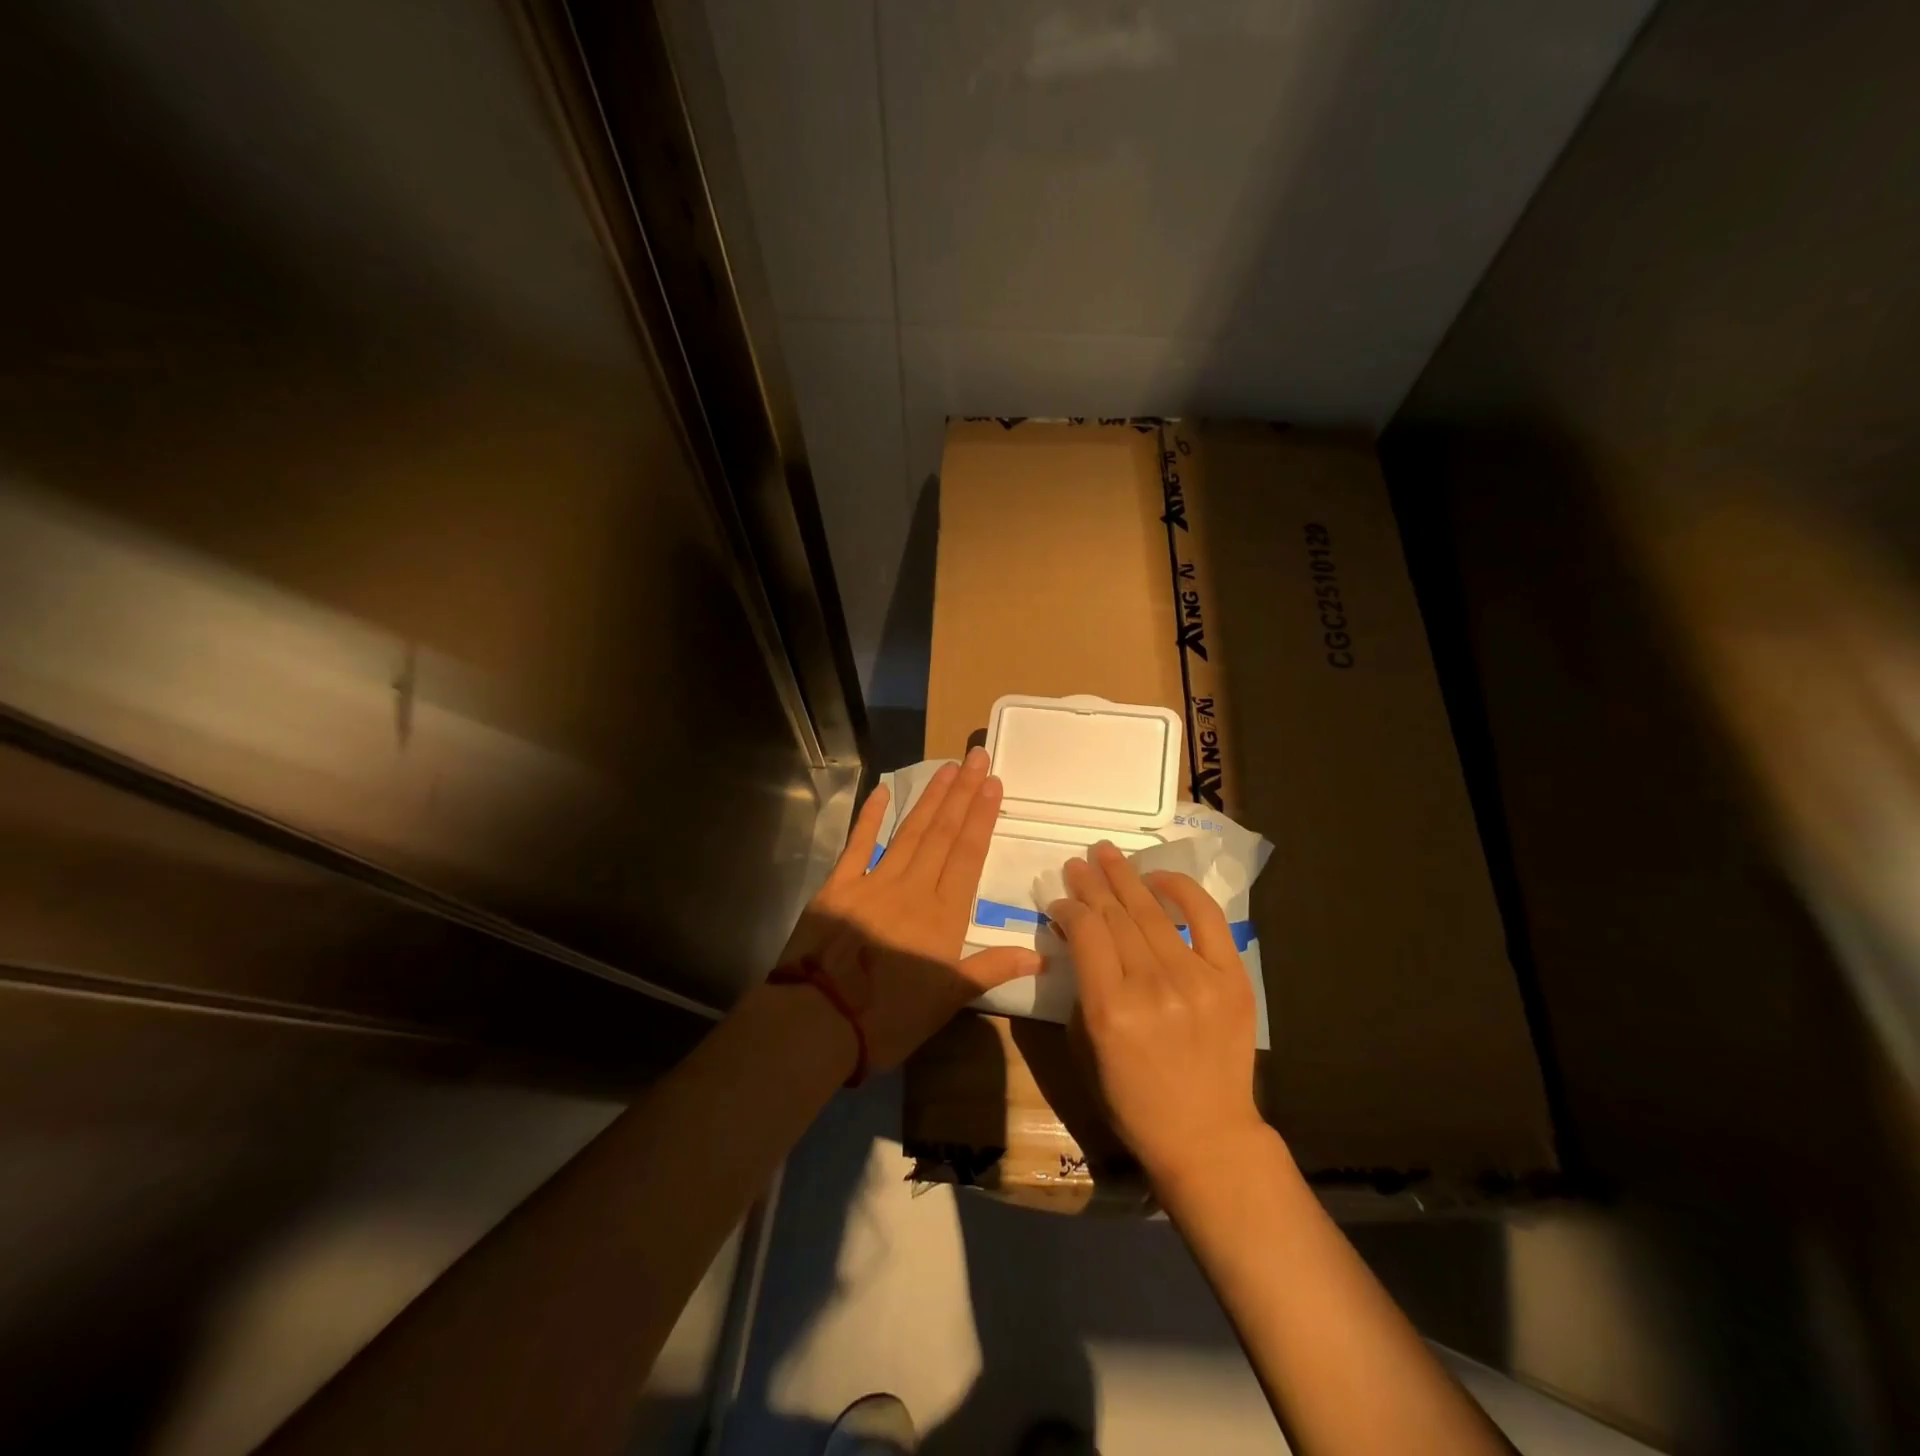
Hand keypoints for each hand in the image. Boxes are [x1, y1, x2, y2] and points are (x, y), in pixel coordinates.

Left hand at [782, 746, 1041, 1070]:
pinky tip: (884, 790)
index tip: (993, 783)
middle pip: (942, 833)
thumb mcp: (948, 1000)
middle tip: (976, 757)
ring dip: (930, 799)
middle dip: (962, 794)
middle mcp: (912, 888)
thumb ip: (992, 968)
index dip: (981, 816)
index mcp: (942, 915)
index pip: (967, 854)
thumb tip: (1043, 957)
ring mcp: (873, 882)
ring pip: (909, 832)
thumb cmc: (889, 1017)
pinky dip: (871, 816)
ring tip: (948, 768)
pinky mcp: (838, 887)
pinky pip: (858, 844)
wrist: (819, 1022)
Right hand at [1048, 841, 1265, 1184]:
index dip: (1068, 907)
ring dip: (1125, 877)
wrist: (1207, 1134)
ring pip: (1152, 912)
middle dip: (1092, 883)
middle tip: (1078, 861)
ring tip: (1106, 853)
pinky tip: (1158, 877)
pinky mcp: (1231, 977)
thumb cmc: (1133, 1099)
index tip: (1059, 900)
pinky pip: (1206, 918)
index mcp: (1111, 1008)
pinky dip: (1181, 891)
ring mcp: (1196, 978)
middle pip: (1115, 915)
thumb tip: (1076, 936)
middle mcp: (1153, 985)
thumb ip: (1080, 986)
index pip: (1085, 932)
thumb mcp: (1087, 1046)